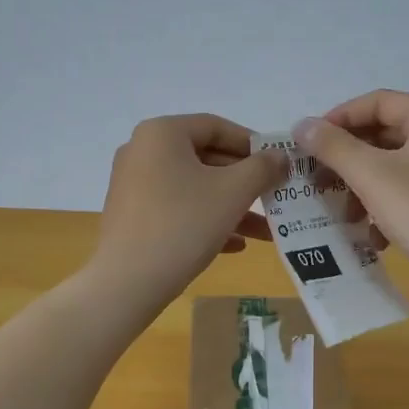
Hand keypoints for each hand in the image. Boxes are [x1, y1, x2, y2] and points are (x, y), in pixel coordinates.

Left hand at [88, 114, 289, 313]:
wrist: (128, 282)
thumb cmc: (183, 224)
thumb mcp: (232, 192)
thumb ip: (262, 168)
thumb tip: (281, 156)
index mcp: (162, 133)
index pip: (216, 126)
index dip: (253, 144)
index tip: (279, 164)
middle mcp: (142, 151)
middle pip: (205, 158)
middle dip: (245, 182)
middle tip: (275, 196)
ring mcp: (134, 185)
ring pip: (194, 188)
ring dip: (232, 206)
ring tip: (266, 230)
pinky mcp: (132, 216)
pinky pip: (177, 209)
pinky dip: (207, 221)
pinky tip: (235, 246)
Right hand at [295, 91, 408, 291]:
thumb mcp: (371, 175)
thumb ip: (333, 146)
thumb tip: (301, 125)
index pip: (376, 103)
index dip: (338, 119)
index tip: (308, 144)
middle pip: (381, 135)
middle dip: (346, 160)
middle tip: (317, 180)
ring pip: (389, 166)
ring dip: (360, 188)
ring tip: (343, 214)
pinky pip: (404, 191)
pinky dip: (382, 207)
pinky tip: (370, 235)